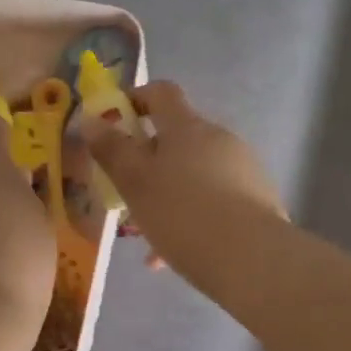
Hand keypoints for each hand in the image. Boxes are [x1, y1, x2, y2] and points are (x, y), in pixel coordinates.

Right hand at [85, 81, 284, 284]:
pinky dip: (194, 216)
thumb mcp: (135, 183)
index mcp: (187, 126)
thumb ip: (112, 150)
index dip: (136, 98)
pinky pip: (215, 200)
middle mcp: (219, 138)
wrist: (252, 258)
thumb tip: (92, 120)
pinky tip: (177, 254)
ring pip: (195, 174)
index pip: (161, 93)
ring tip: (150, 235)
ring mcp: (243, 168)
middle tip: (128, 193)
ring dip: (170, 194)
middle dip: (150, 162)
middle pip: (178, 138)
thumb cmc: (182, 213)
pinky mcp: (258, 199)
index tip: (114, 122)